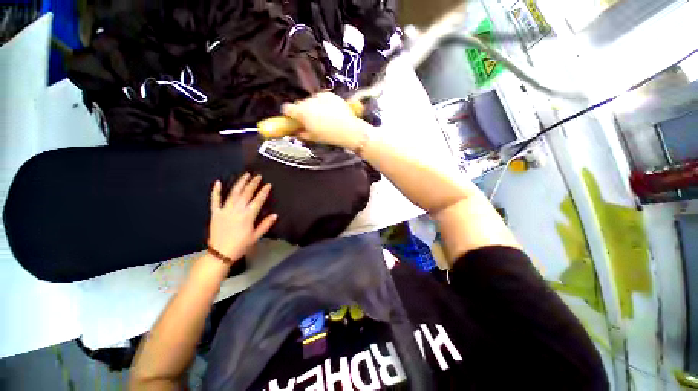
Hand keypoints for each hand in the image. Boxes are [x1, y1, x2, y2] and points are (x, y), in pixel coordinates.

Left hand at [207, 173, 276, 262]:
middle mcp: (237, 210)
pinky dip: (216, 191)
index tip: (268, 184)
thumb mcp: (256, 236)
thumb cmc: (241, 245)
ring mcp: (225, 210)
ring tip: (245, 175)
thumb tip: (275, 215)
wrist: (221, 253)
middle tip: (258, 176)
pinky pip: (215, 200)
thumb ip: (265, 225)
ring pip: (233, 194)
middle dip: (253, 184)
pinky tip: (217, 182)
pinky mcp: (215, 213)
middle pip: (246, 194)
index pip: (258, 200)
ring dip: (240, 183)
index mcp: (248, 216)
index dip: (263, 192)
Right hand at [282, 92, 367, 148]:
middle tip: (311, 121)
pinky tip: (331, 112)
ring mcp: (320, 96)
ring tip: (324, 117)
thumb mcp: (313, 137)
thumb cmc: (329, 136)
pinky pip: (322, 98)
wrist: (348, 130)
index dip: (289, 114)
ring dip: (314, 107)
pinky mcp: (329, 94)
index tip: (293, 119)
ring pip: (311, 100)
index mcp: (302, 112)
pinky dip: (323, 103)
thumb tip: (297, 131)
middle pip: (300, 104)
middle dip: (303, 111)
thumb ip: (301, 133)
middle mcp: (308, 101)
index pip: (287, 108)